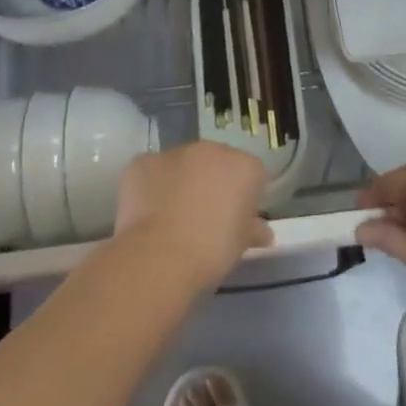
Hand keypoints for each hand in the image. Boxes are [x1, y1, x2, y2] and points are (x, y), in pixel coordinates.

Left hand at [115, 142, 273, 294]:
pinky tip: (148, 214)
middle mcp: (211, 150)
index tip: (237, 219)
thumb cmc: (212, 250)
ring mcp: (174, 152)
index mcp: (243, 166)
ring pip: (182, 163)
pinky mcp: (142, 162)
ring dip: (181, 181)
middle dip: (212, 182)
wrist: (160, 255)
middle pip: (216, 162)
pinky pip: (152, 171)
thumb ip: (253, 230)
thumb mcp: (241, 245)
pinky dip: (152, 187)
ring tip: (173, 217)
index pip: (252, 174)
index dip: (245, 196)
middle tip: (205, 216)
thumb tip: (262, 231)